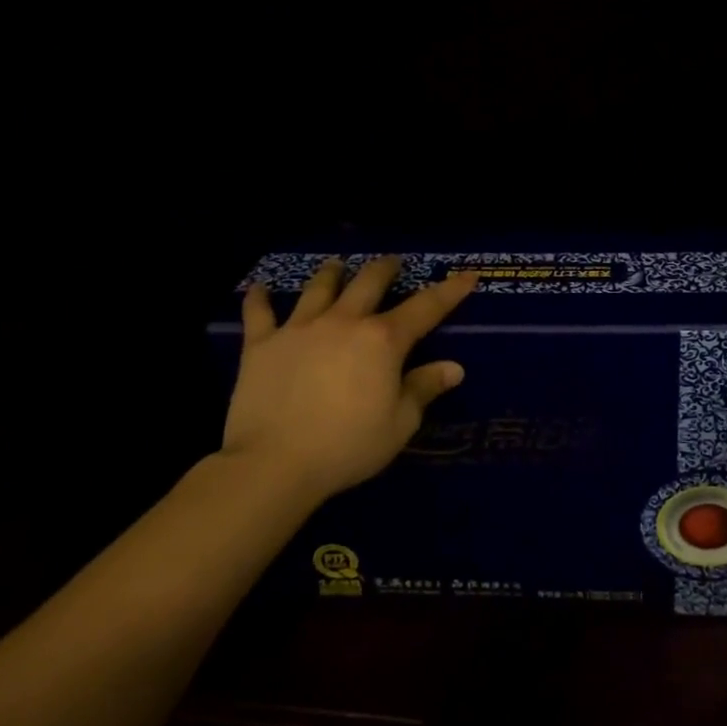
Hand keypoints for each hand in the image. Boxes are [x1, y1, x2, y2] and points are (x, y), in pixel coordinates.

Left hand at [223, 256, 477, 500]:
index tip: (467, 275)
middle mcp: (345, 322)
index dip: (449, 291)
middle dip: (385, 268)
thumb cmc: (347, 446)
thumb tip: (454, 367)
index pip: (426, 308)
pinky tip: (259, 289)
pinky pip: (259, 314)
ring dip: (332, 273)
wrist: (274, 463)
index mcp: (383, 340)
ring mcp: (300, 328)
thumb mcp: (399, 424)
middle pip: (369, 282)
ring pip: (320, 288)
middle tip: (392, 262)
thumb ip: (424, 389)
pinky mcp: (263, 344)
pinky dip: (260, 299)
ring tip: (337, 264)